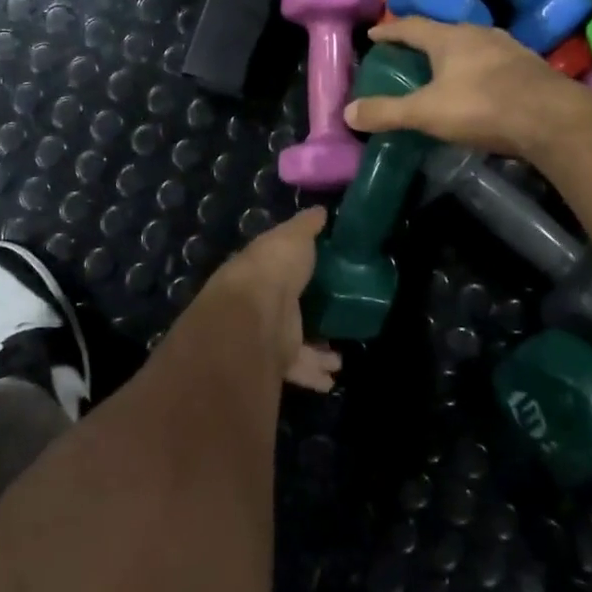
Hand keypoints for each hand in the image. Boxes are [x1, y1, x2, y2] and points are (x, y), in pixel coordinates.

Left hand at [187, 207, 341, 391]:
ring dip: (315, 353)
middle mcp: (261, 303)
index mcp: (262, 270)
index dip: (297, 272)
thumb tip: (321, 210)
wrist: (254, 313)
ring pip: (294, 344)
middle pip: (287, 311)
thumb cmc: (275, 266)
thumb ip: (308, 226)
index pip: (279, 270)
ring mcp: (266, 334)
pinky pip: (299, 369)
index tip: (320, 275)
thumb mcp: (295, 236)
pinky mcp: (275, 361)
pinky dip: (314, 375)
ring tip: (338, 358)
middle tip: (333, 321)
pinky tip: (331, 381)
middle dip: (307, 318)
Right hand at [344, 18, 591, 160]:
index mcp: (449, 38)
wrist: (551, 119)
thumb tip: (347, 113)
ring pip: (473, 45)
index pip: (411, 26)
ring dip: (455, 55)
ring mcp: (509, 48)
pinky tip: (479, 86)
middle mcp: (479, 34)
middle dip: (424, 41)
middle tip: (408, 53)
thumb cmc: (481, 107)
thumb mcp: (426, 113)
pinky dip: (479, 70)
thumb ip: (387, 112)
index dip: (390, 30)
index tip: (374, 33)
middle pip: (444, 31)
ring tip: (443, 69)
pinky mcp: (530, 67)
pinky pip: (495, 63)